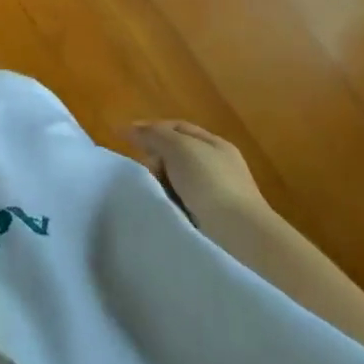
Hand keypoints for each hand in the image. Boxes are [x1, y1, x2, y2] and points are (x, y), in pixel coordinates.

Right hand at [129, 121, 263, 220]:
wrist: (239, 236)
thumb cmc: (210, 182)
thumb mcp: (178, 147)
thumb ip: (153, 134)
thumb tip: (128, 129)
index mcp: (215, 144)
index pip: (177, 128)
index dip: (150, 128)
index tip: (123, 137)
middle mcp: (218, 166)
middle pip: (175, 154)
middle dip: (155, 158)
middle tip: (145, 170)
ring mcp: (217, 194)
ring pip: (176, 180)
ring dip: (162, 183)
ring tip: (154, 193)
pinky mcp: (213, 220)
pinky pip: (181, 203)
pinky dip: (170, 203)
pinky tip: (164, 208)